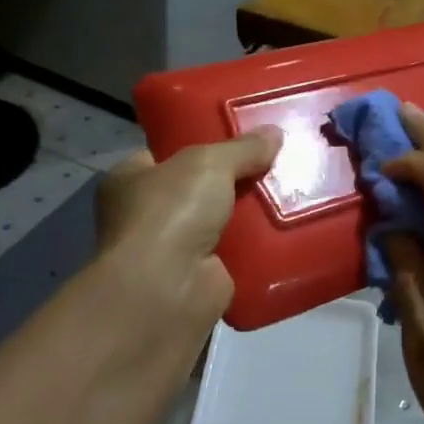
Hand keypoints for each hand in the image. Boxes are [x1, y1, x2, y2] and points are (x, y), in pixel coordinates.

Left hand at [96, 127, 282, 333]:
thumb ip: (242, 148)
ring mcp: (172, 252)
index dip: (199, 143)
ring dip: (251, 214)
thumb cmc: (170, 213)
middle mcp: (146, 216)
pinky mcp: (200, 279)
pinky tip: (289, 230)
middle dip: (234, 179)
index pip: (165, 155)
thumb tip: (275, 132)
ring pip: (222, 222)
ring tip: (293, 191)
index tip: (239, 136)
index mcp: (130, 181)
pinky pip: (237, 255)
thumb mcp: (208, 163)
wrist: (166, 291)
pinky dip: (259, 247)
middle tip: (275, 161)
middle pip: (199, 189)